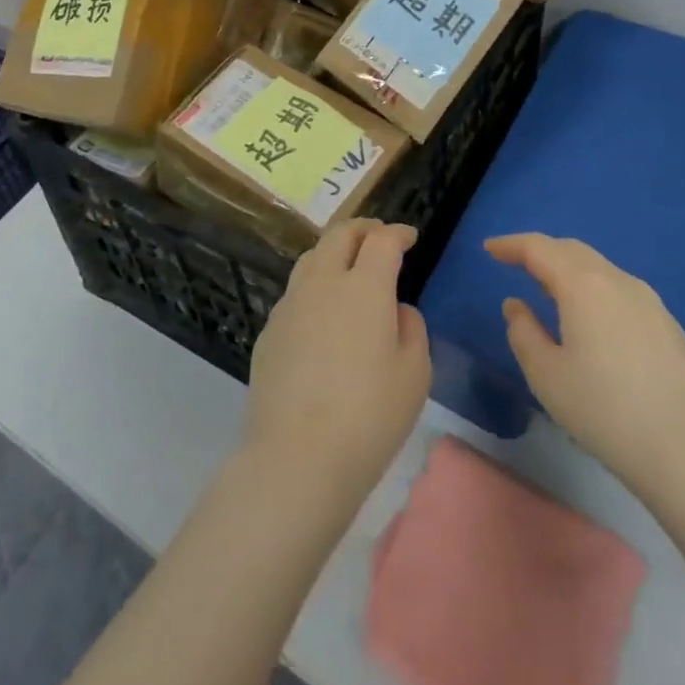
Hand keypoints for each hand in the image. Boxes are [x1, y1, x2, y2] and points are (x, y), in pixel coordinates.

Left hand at [244, 220, 431, 501]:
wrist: (298, 455)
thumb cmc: (369, 415)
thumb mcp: (414, 374)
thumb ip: (411, 329)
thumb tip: (395, 309)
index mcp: (364, 286)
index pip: (382, 241)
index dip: (398, 233)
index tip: (409, 236)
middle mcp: (323, 282)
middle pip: (340, 234)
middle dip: (363, 229)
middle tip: (379, 236)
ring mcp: (290, 303)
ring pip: (312, 257)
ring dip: (334, 251)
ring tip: (348, 265)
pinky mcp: (270, 329)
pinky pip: (296, 292)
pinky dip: (315, 286)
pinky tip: (322, 312)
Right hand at [486, 234, 684, 500]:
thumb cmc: (606, 412)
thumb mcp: (546, 376)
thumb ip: (523, 332)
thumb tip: (517, 306)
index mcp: (584, 285)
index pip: (539, 248)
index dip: (511, 245)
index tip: (489, 249)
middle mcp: (618, 281)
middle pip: (572, 251)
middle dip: (540, 252)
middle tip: (515, 264)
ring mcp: (650, 302)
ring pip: (599, 269)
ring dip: (568, 270)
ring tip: (549, 291)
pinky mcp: (669, 326)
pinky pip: (620, 290)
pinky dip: (593, 289)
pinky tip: (590, 320)